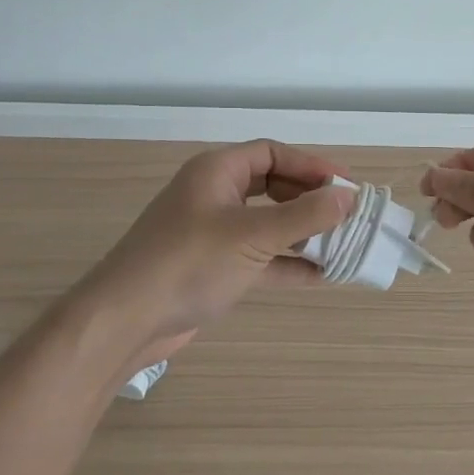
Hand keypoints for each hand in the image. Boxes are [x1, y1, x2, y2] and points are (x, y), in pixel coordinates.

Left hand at [83, 140, 354, 354]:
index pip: (272, 153)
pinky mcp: (213, 268)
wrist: (126, 321)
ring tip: (341, 244)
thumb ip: (303, 216)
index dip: (311, 165)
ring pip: (267, 224)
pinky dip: (286, 263)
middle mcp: (214, 195)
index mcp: (216, 172)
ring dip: (302, 233)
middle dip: (309, 200)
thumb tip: (348, 197)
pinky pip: (259, 257)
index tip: (347, 184)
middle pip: (272, 186)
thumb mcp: (252, 236)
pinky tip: (319, 275)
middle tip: (346, 215)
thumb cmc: (189, 264)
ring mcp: (212, 233)